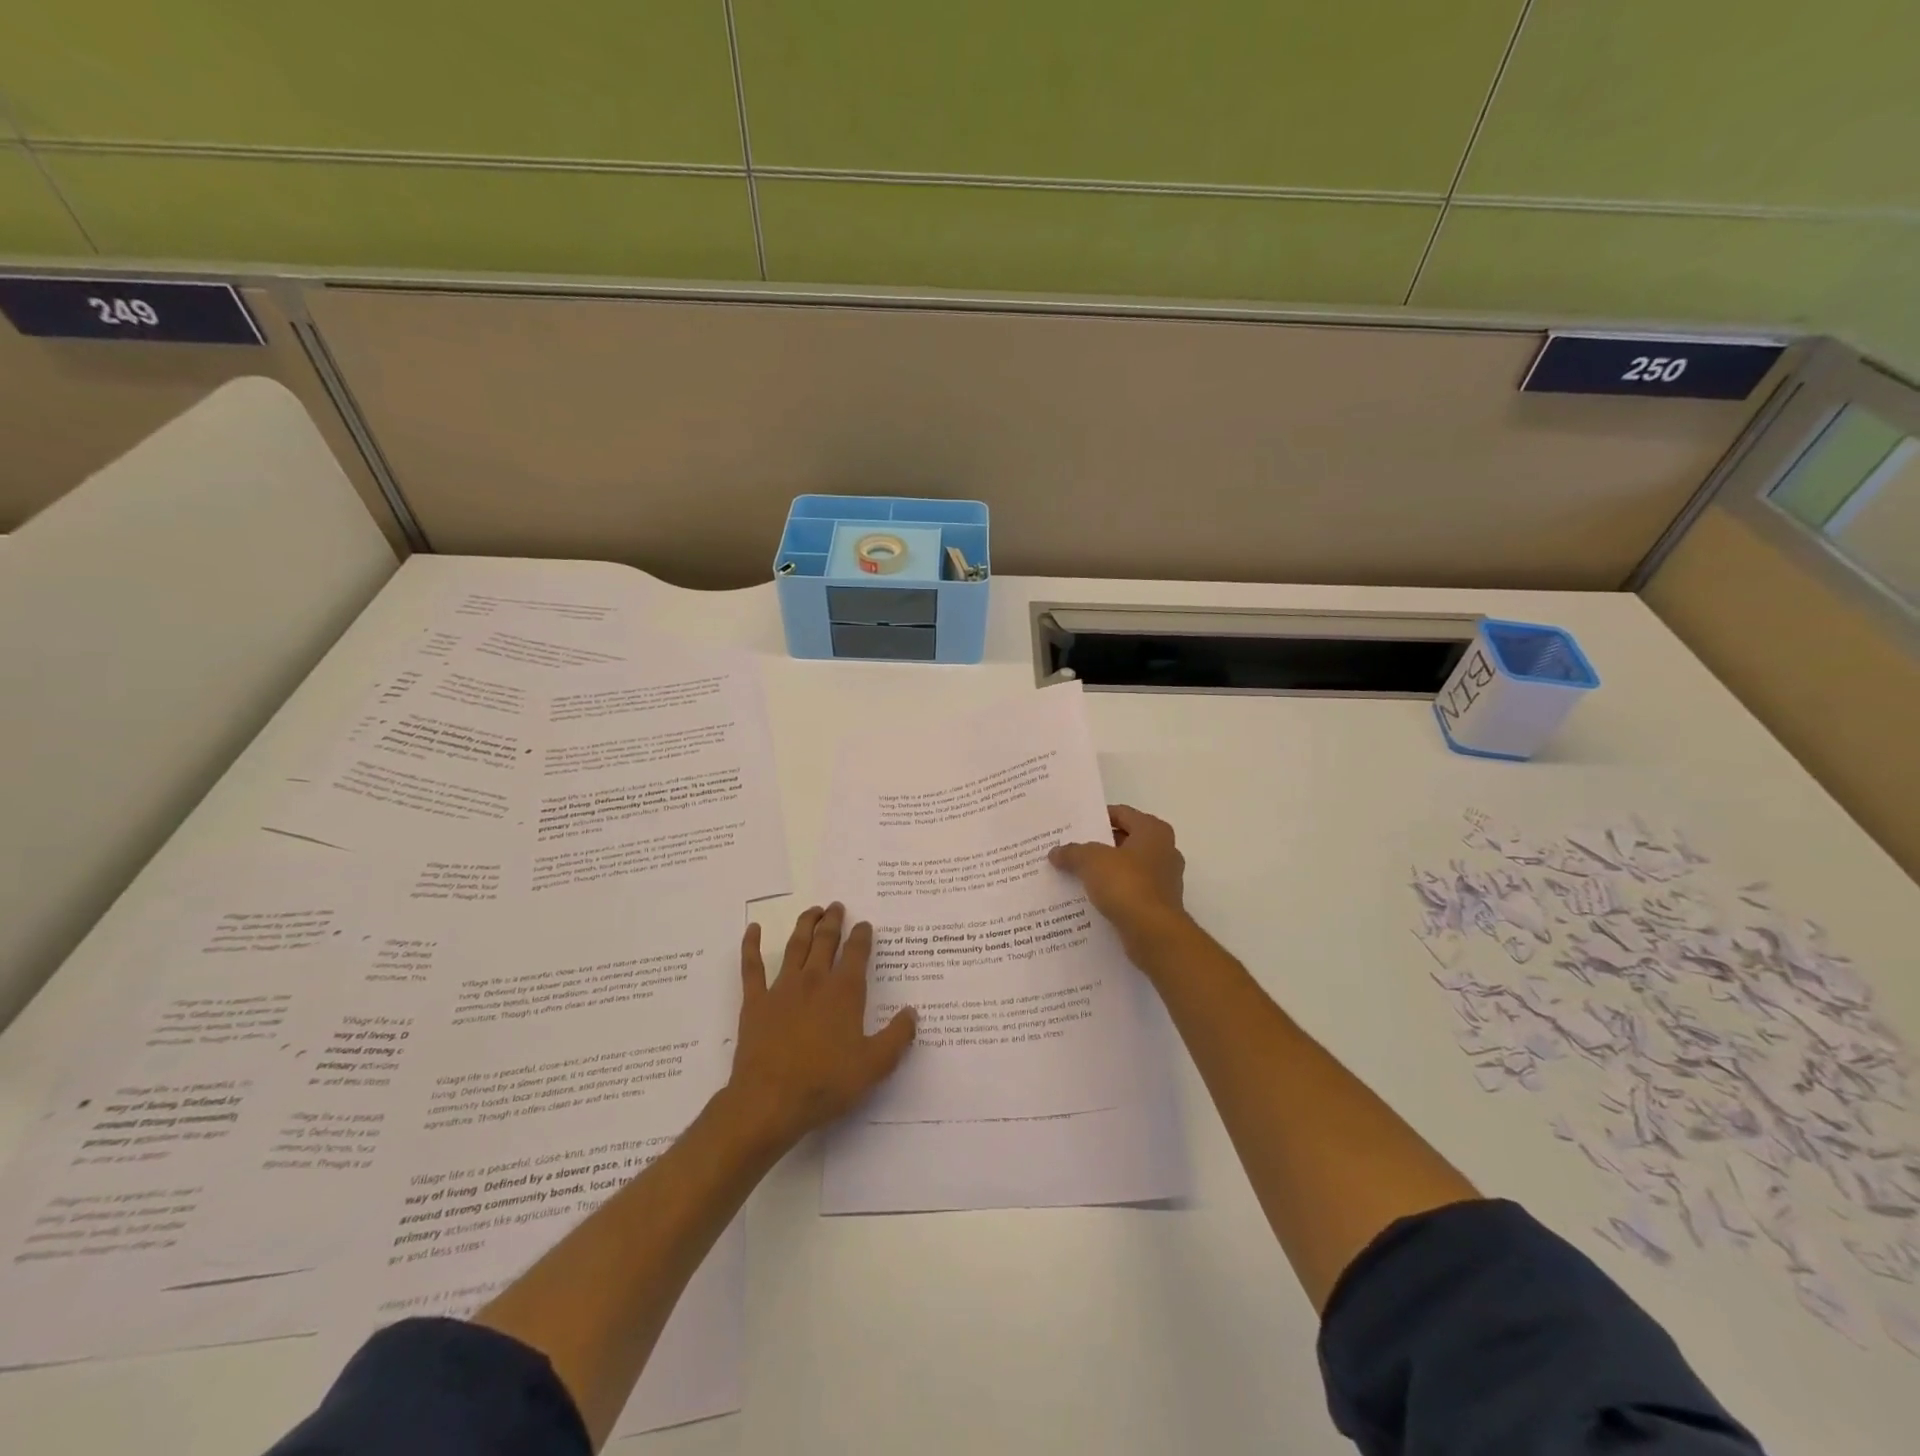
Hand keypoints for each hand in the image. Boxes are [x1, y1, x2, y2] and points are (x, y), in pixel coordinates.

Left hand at [726, 903, 915, 1151]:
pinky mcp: (755, 1002)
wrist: (770, 1101)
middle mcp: (815, 980)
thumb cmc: (826, 1083)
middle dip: (833, 921)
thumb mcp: (874, 1066)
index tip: (865, 925)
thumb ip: (897, 1037)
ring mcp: (782, 988)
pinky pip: (752, 967)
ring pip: (795, 945)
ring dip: (805, 924)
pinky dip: (750, 945)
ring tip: (812, 910)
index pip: (857, 953)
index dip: (862, 936)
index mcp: (844, 992)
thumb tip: (912, 1013)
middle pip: (826, 941)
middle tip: (837, 907)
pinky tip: (752, 929)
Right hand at [1050, 804, 1190, 959]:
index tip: (1074, 826)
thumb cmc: (1126, 884)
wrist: (1153, 934)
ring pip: (1127, 868)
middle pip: (1125, 841)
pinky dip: (1113, 892)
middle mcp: (1164, 851)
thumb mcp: (1091, 861)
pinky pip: (1130, 891)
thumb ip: (1072, 852)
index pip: (1122, 813)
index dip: (1097, 817)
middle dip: (1098, 846)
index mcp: (1153, 831)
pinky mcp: (1159, 905)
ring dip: (1105, 871)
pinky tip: (1089, 899)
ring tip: (1074, 874)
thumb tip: (1055, 852)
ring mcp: (1164, 880)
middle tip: (1070, 849)